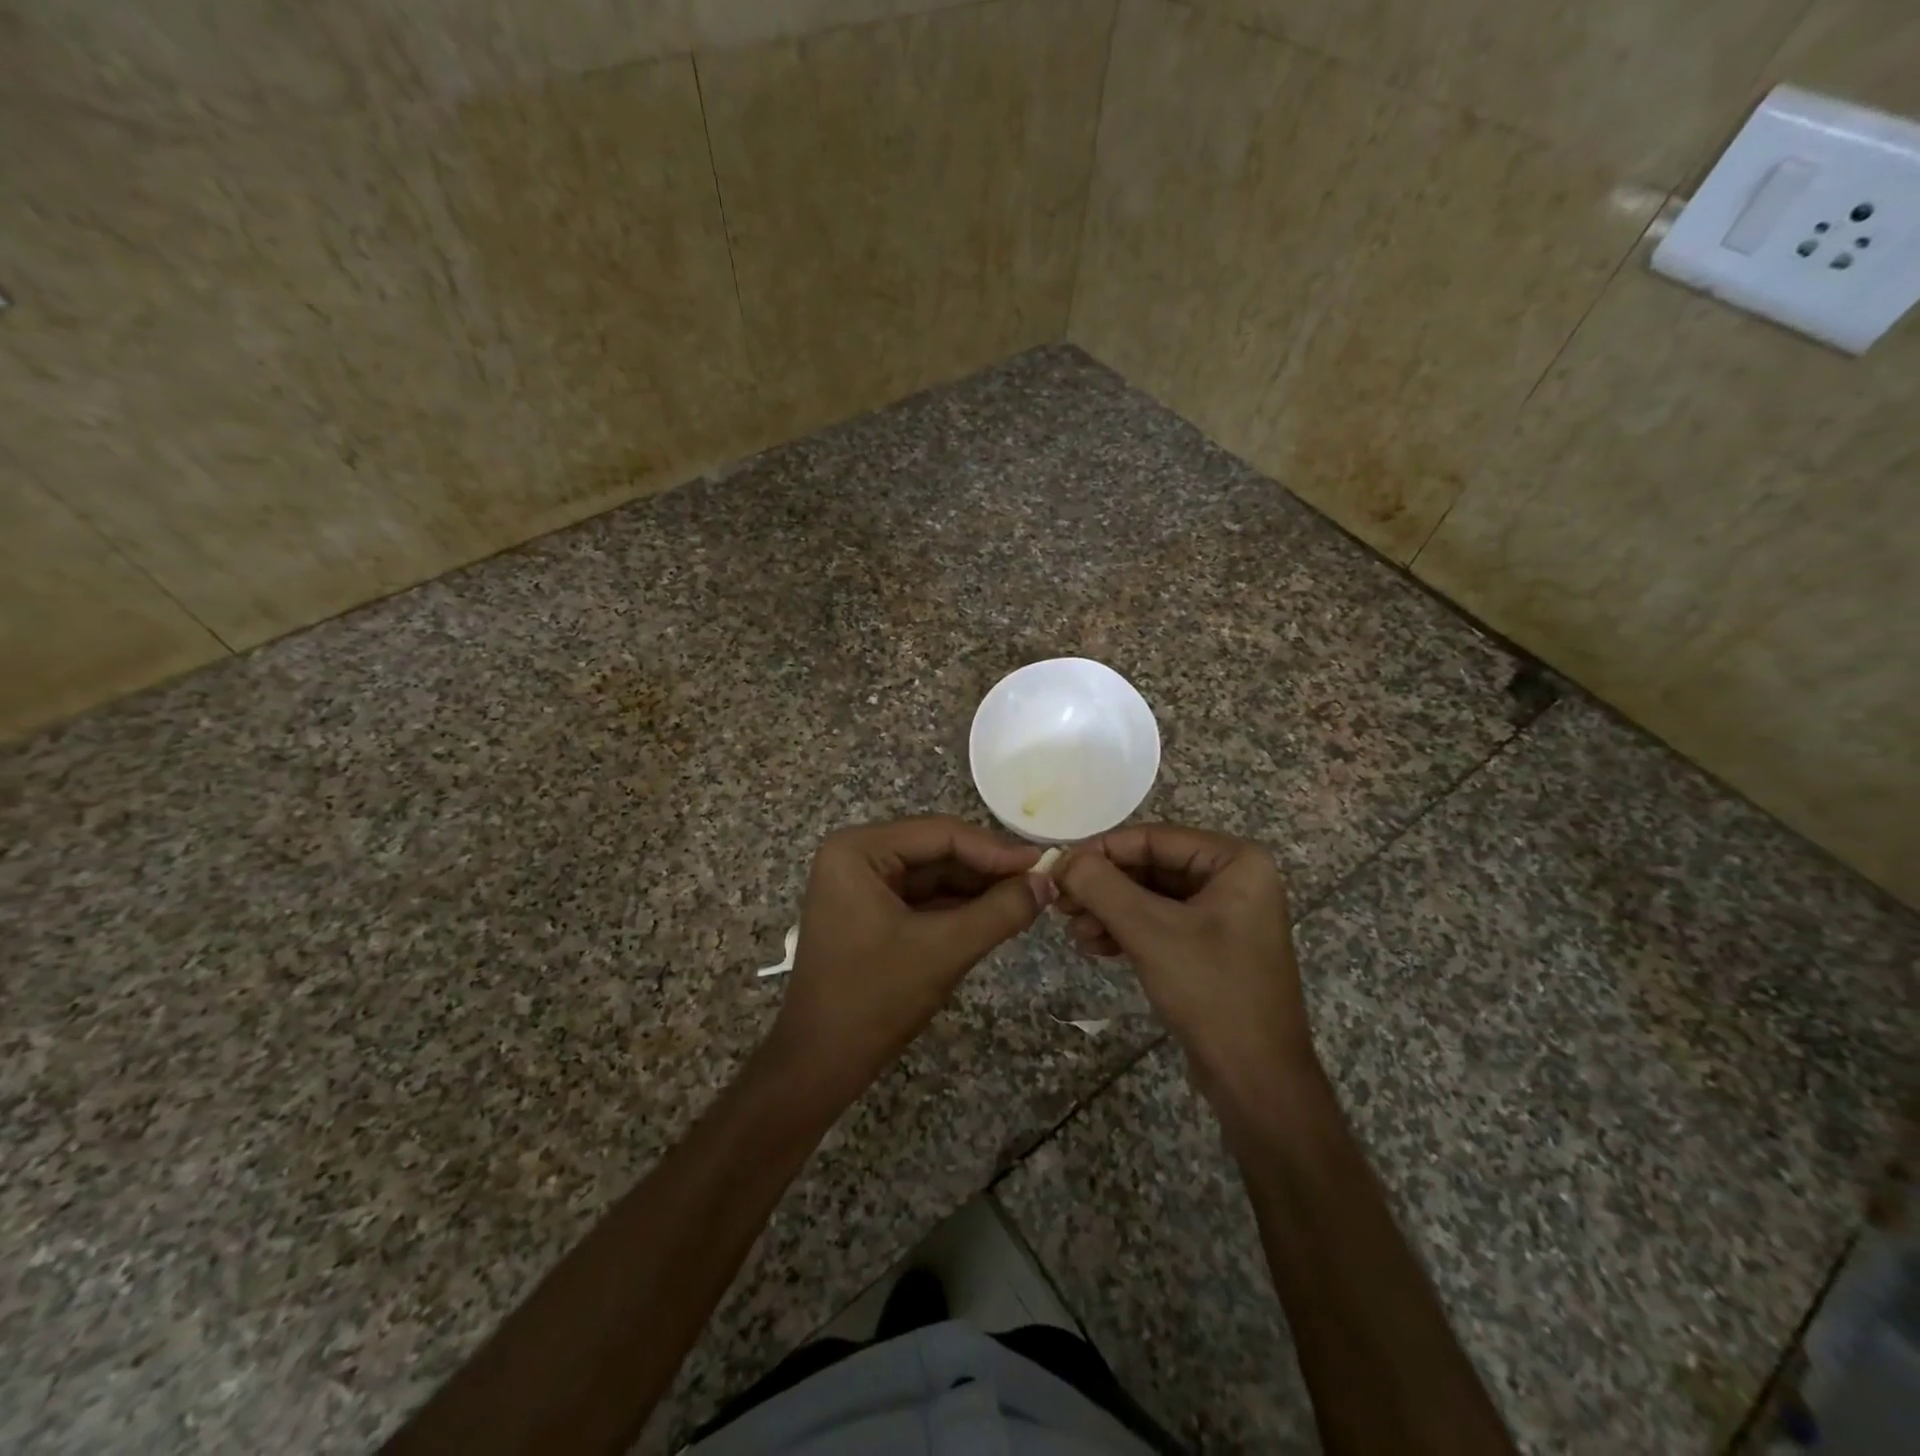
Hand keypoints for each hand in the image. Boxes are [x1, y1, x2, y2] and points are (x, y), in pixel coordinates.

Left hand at [768, 816, 1050, 1100]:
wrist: (819, 1064)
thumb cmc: (874, 999)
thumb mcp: (944, 950)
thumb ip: (1000, 912)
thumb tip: (1048, 882)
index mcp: (858, 850)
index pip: (940, 834)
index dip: (995, 849)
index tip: (1043, 863)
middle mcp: (856, 856)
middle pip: (936, 851)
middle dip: (988, 869)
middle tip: (1040, 880)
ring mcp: (860, 884)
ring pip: (933, 875)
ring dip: (977, 888)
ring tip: (1028, 897)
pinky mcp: (869, 912)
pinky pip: (922, 898)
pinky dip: (958, 907)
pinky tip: (996, 913)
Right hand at [1055, 826, 1314, 1094]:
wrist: (1257, 1080)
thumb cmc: (1211, 991)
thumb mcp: (1150, 931)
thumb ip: (1102, 886)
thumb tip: (1062, 858)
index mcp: (1236, 861)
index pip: (1154, 839)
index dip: (1102, 851)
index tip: (1059, 867)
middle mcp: (1234, 879)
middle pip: (1151, 867)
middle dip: (1104, 887)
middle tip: (1061, 903)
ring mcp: (1224, 914)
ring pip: (1151, 897)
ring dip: (1109, 911)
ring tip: (1075, 932)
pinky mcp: (1211, 946)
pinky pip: (1161, 923)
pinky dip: (1127, 931)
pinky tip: (1095, 946)